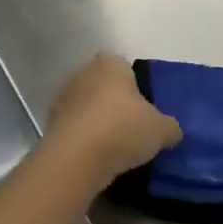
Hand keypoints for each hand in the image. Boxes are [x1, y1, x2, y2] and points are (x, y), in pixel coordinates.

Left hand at [44, 54, 182, 185]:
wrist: (76, 159)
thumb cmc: (123, 129)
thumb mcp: (161, 130)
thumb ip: (170, 127)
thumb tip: (172, 131)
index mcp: (110, 64)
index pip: (124, 66)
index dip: (136, 84)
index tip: (146, 107)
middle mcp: (82, 74)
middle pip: (103, 86)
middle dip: (116, 103)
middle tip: (134, 127)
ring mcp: (62, 99)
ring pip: (87, 107)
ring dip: (98, 122)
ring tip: (117, 147)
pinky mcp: (50, 125)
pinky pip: (75, 129)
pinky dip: (85, 139)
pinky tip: (98, 158)